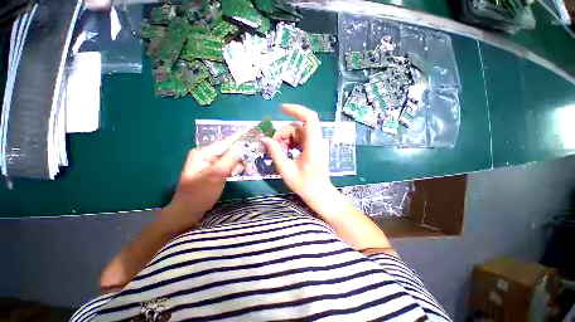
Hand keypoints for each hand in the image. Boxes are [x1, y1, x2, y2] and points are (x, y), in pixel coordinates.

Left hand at [161, 134, 243, 233]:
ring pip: (230, 158)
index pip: (225, 143)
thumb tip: (240, 147)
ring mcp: (209, 162)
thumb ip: (229, 160)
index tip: (252, 133)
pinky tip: (232, 175)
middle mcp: (206, 155)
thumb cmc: (199, 194)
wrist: (188, 212)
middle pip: (229, 150)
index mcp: (203, 153)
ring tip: (233, 175)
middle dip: (237, 158)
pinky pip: (227, 165)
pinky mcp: (213, 169)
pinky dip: (232, 169)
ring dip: (235, 165)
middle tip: (239, 169)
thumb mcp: (215, 176)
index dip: (239, 138)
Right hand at [261, 104, 337, 210]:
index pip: (309, 118)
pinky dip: (291, 142)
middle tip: (273, 146)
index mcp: (313, 145)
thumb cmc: (304, 185)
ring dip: (286, 139)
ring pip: (298, 133)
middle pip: (298, 127)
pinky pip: (301, 139)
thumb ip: (275, 152)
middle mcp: (317, 141)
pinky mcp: (315, 148)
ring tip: (279, 152)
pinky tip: (286, 152)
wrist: (320, 194)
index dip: (296, 110)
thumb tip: (264, 139)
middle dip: (283, 133)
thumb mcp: (286, 169)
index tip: (281, 109)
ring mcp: (317, 144)